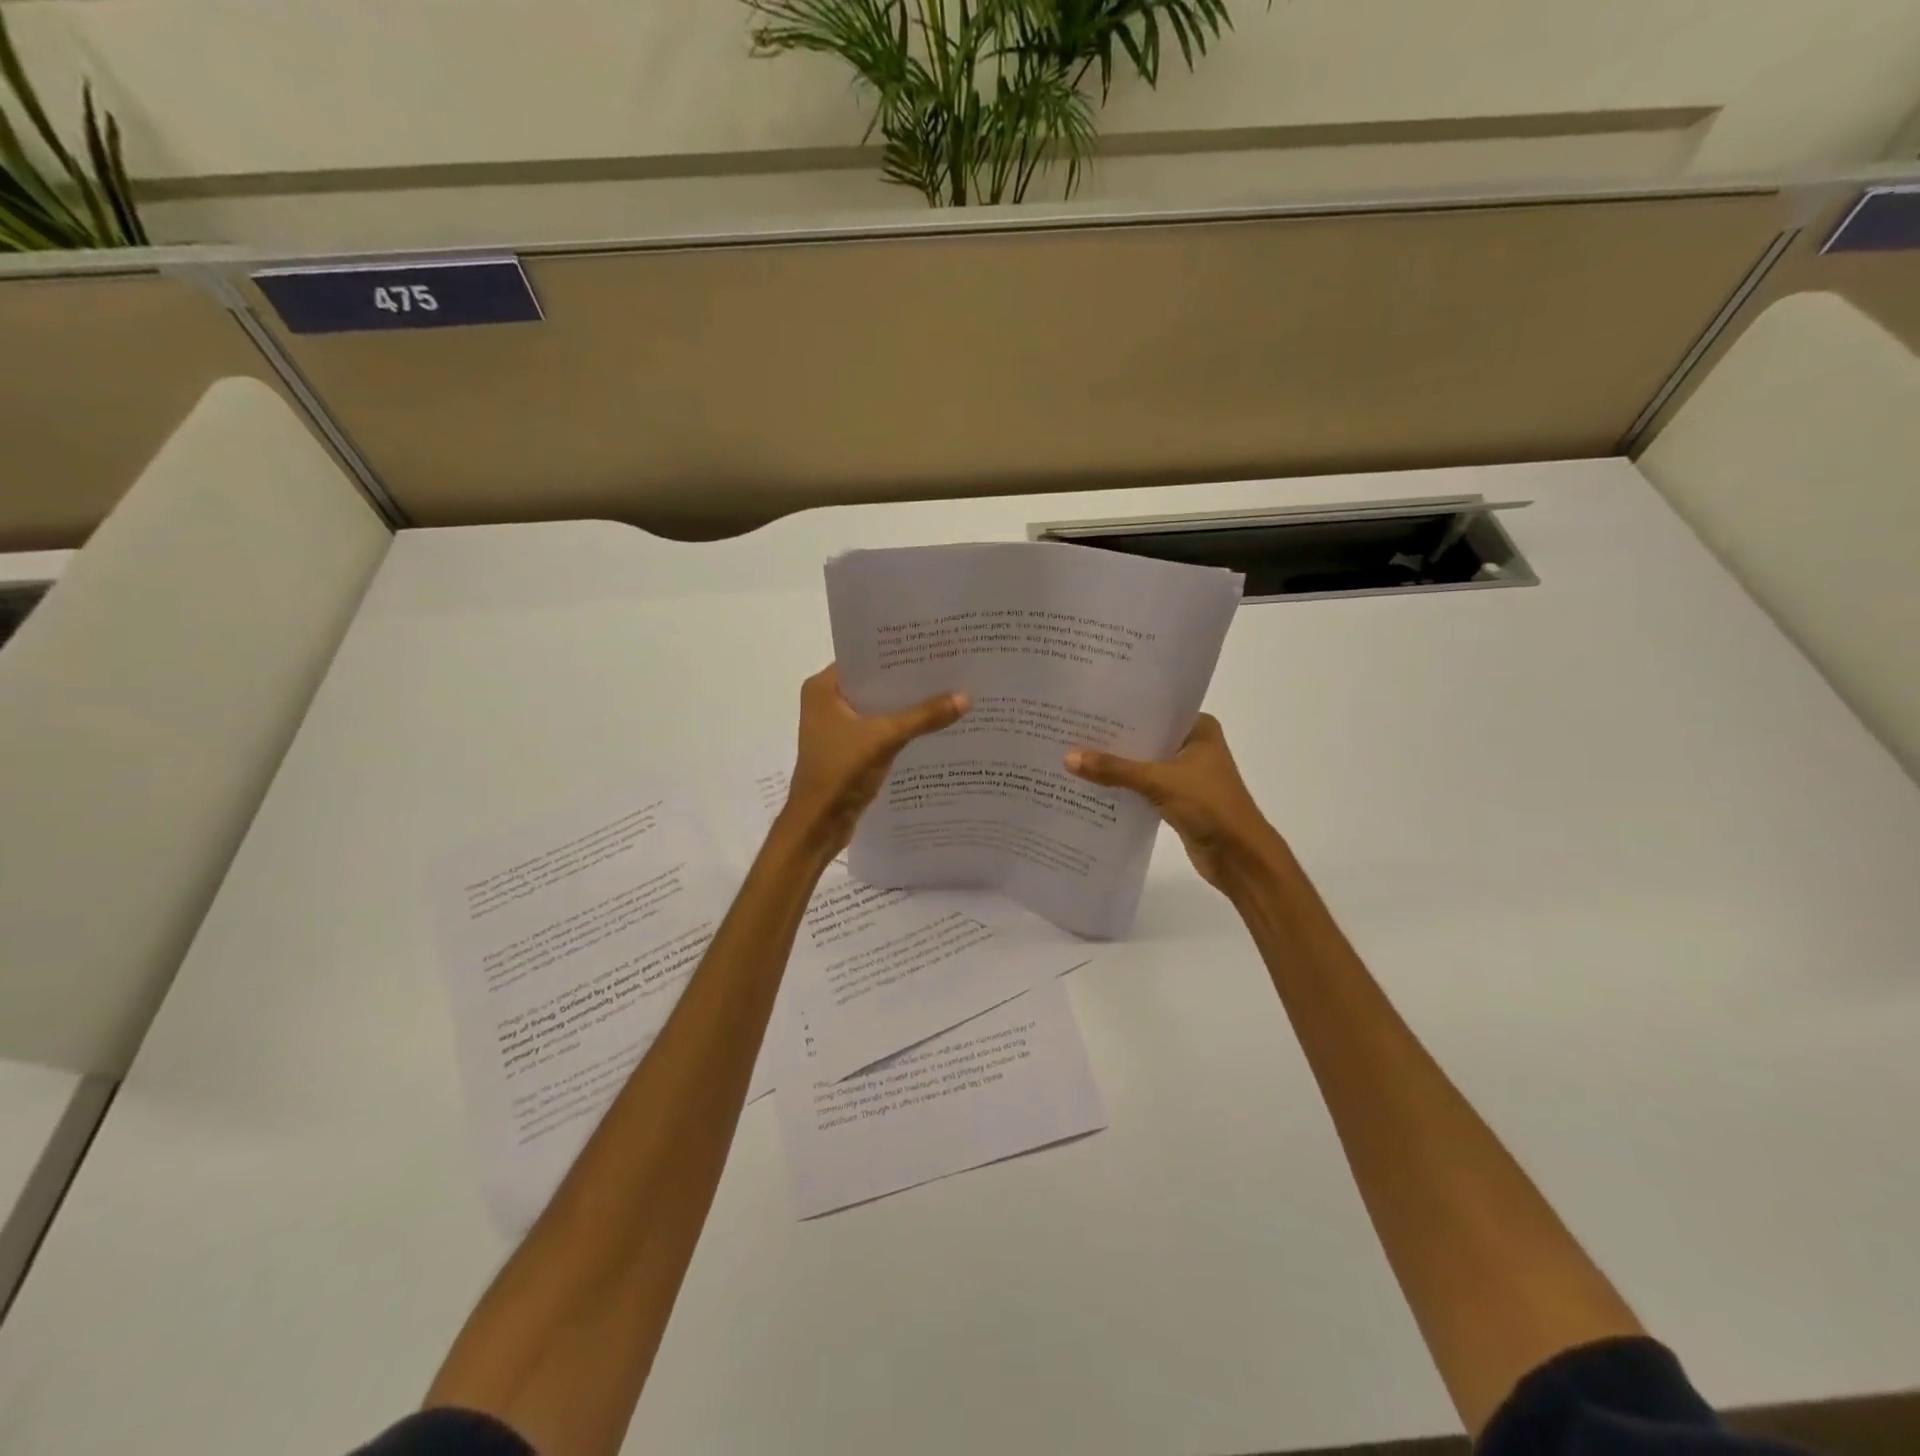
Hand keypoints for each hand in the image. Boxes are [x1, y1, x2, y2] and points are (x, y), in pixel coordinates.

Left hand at [783, 665, 968, 857]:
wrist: (818, 824)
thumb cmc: (840, 772)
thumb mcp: (884, 738)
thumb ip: (923, 716)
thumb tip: (966, 697)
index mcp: (824, 688)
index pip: (864, 657)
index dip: (897, 652)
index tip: (932, 644)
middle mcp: (828, 702)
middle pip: (875, 682)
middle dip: (908, 679)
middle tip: (949, 665)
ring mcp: (838, 727)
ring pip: (880, 707)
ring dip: (908, 705)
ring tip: (949, 690)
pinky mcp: (850, 749)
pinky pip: (881, 729)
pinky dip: (903, 727)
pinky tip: (934, 723)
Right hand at [1065, 714, 1284, 892]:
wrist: (1239, 857)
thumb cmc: (1209, 806)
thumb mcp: (1158, 781)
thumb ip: (1114, 770)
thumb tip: (1068, 758)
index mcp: (1198, 729)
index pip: (1154, 710)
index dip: (1121, 709)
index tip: (1085, 705)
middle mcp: (1192, 746)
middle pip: (1145, 737)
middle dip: (1112, 739)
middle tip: (1070, 730)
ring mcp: (1185, 774)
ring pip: (1142, 763)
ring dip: (1115, 765)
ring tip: (1073, 755)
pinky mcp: (1176, 799)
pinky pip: (1142, 786)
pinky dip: (1122, 786)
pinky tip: (1091, 784)